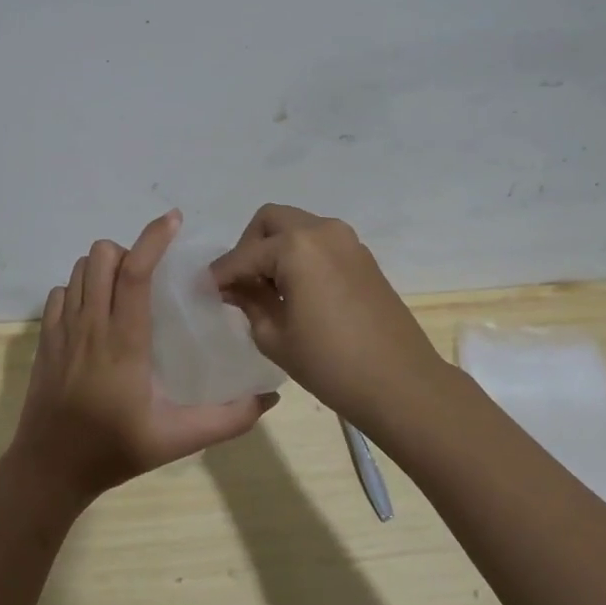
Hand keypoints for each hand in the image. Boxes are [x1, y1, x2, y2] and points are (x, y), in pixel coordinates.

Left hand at [12, 210, 277, 505]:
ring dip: (103, 268)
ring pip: (79, 270)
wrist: (49, 470)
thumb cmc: (115, 450)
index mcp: (123, 341)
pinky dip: (80, 290)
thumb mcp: (178, 440)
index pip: (134, 272)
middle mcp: (89, 325)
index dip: (153, 238)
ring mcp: (61, 330)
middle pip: (101, 256)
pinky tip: (96, 315)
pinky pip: (60, 293)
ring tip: (126, 292)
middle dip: (128, 252)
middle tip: (151, 277)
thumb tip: (270, 397)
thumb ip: (228, 420)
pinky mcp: (44, 340)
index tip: (173, 220)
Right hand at [210, 204, 446, 424]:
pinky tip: (296, 292)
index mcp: (296, 246)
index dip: (220, 274)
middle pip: (270, 221)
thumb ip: (249, 302)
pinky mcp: (363, 257)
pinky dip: (300, 256)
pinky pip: (319, 243)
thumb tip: (233, 287)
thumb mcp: (275, 336)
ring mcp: (348, 241)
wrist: (401, 383)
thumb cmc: (330, 363)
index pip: (244, 255)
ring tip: (268, 289)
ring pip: (297, 228)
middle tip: (241, 283)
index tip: (204, 290)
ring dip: (276, 249)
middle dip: (248, 247)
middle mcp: (322, 230)